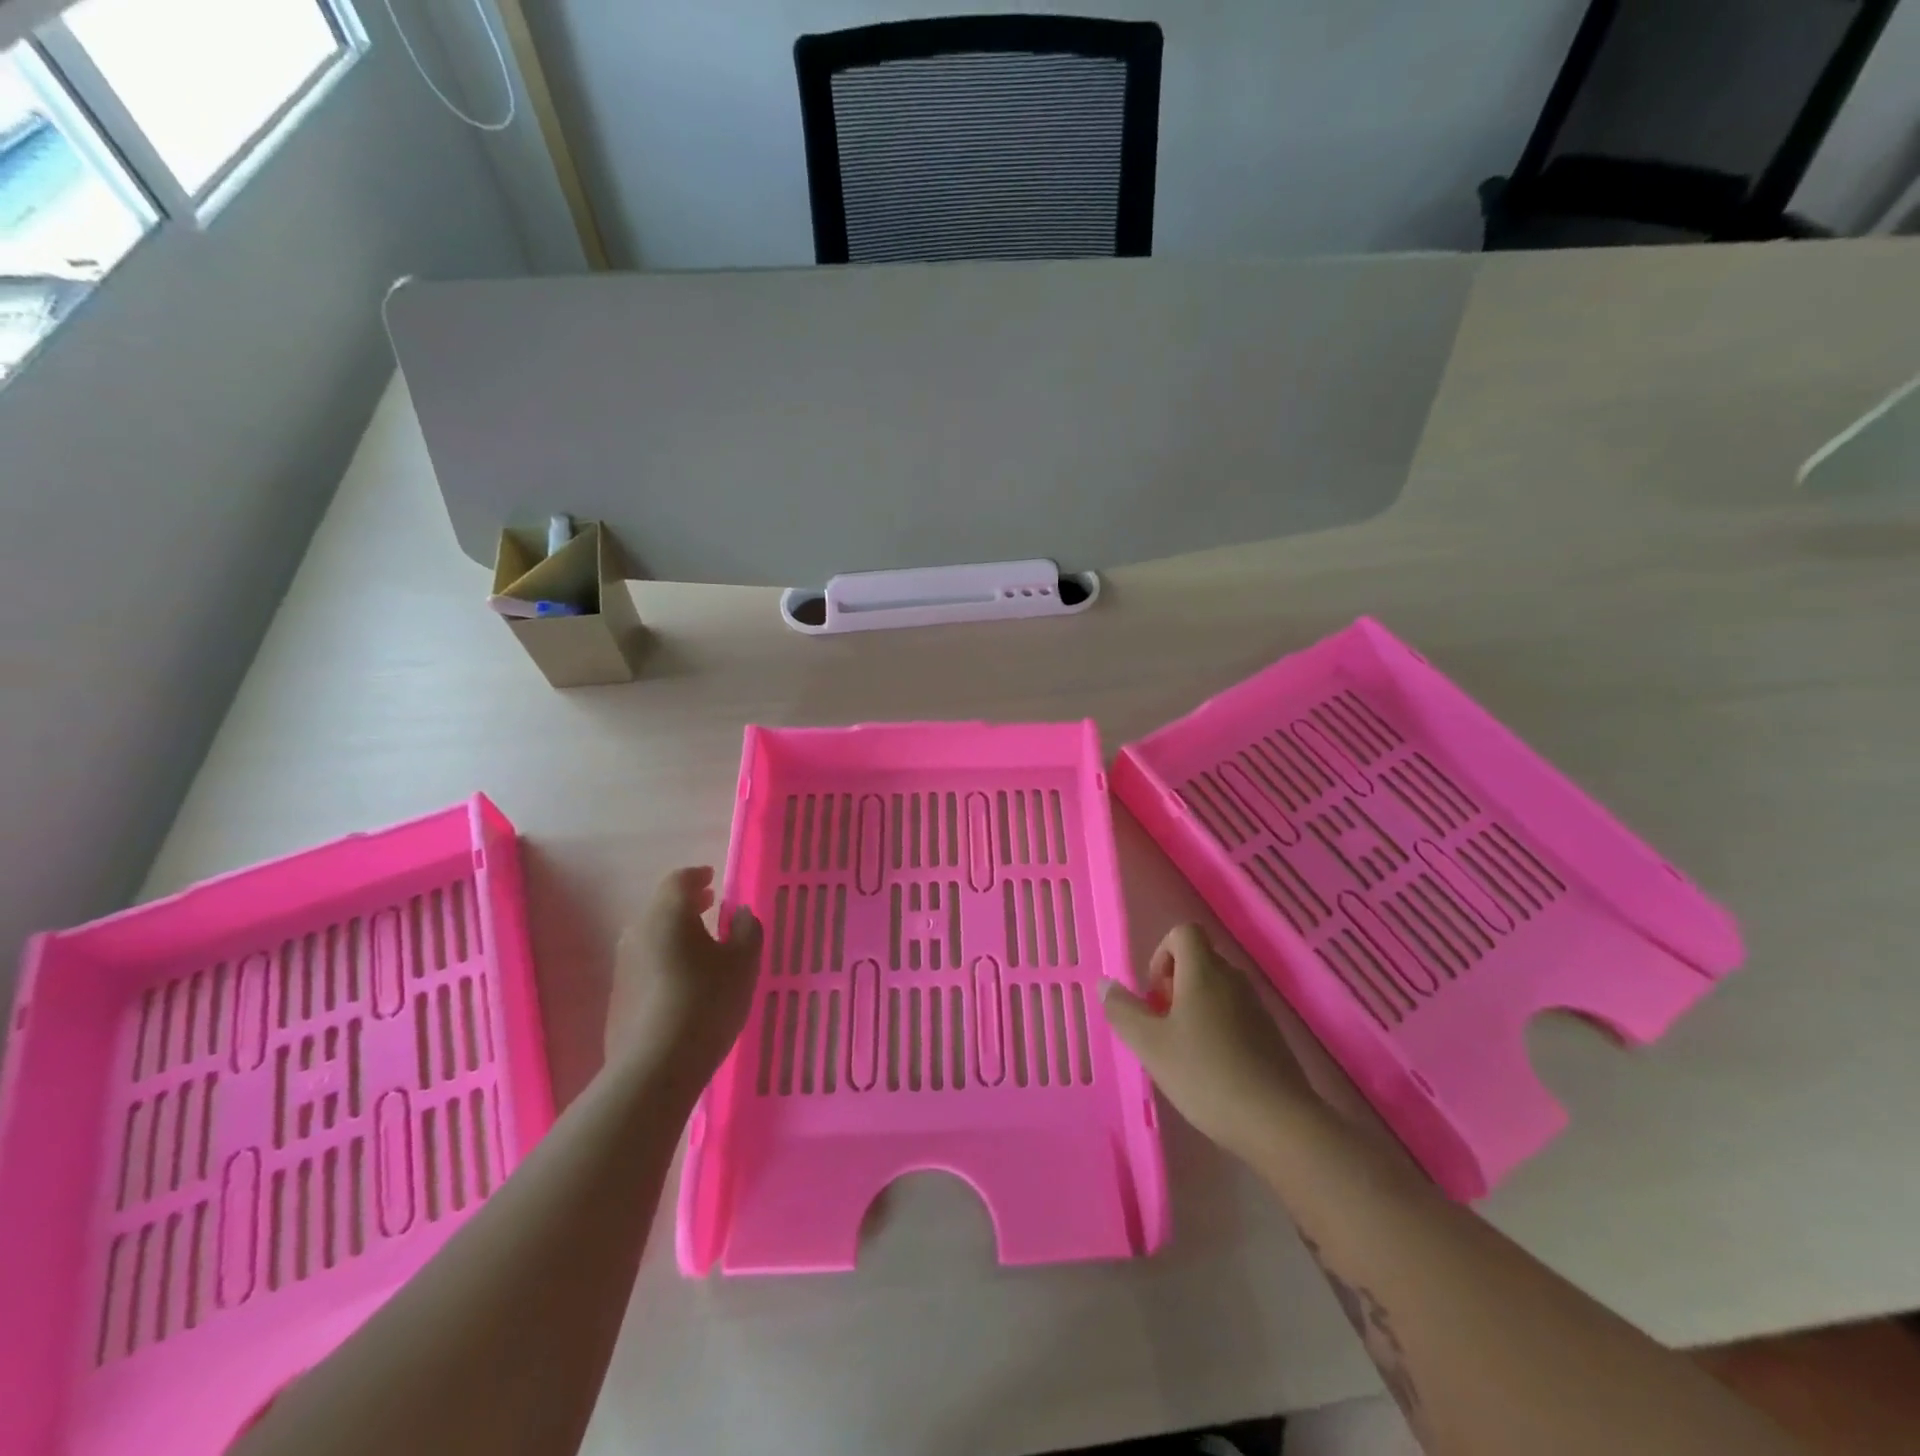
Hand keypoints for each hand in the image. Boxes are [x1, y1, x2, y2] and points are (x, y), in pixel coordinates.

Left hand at [606, 868, 762, 1096]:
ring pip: (652, 936)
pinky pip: (646, 964)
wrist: (654, 1068)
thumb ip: (747, 930)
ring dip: (676, 933)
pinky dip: (665, 959)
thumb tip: (741, 913)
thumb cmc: (706, 1002)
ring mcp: (623, 966)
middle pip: (662, 907)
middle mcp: (638, 932)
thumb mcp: (744, 963)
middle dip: (687, 904)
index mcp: (668, 914)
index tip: (713, 879)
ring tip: (702, 946)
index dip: (698, 876)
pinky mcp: (618, 997)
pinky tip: (684, 981)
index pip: (679, 880)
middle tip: (711, 906)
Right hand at [1102, 924, 1316, 1160]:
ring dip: (1194, 1008)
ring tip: (1184, 1051)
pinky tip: (1212, 1069)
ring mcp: (1257, 1007)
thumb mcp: (1150, 1045)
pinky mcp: (1271, 1036)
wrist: (1279, 1123)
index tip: (1154, 992)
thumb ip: (1123, 1011)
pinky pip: (1235, 1014)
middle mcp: (1233, 980)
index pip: (1184, 932)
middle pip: (1199, 960)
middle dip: (1174, 985)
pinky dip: (1217, 1028)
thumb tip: (1105, 984)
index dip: (1161, 953)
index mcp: (1204, 972)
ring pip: (1217, 989)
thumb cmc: (1206, 1075)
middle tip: (1162, 1026)